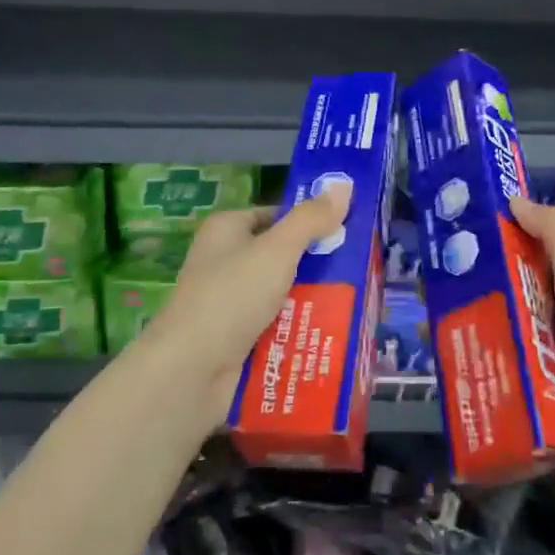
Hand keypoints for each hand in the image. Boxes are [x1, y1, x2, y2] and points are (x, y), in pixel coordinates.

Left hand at [141, 183, 353, 424]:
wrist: (191, 370)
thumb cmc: (232, 296)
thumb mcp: (277, 250)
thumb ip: (311, 220)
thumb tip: (344, 184)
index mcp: (227, 230)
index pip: (276, 215)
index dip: (310, 221)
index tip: (350, 231)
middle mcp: (227, 262)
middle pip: (283, 256)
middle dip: (319, 266)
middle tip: (363, 271)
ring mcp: (232, 303)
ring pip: (284, 294)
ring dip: (314, 301)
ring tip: (358, 304)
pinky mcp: (239, 338)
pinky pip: (278, 326)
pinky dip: (300, 330)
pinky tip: (334, 333)